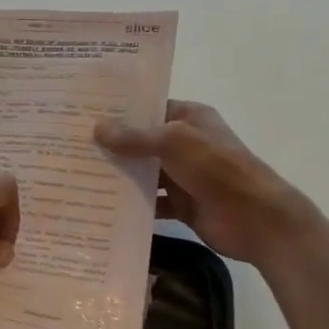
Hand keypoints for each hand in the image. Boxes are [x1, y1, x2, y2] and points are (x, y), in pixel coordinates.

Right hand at [95, 100, 310, 264]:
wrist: (257, 219)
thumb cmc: (218, 169)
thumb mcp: (174, 142)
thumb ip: (135, 137)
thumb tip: (97, 128)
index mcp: (190, 119)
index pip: (150, 109)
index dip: (120, 112)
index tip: (84, 115)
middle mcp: (186, 144)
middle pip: (143, 142)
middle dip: (112, 146)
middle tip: (71, 147)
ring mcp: (185, 176)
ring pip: (144, 173)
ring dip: (119, 176)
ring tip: (78, 176)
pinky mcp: (183, 205)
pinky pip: (151, 203)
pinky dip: (132, 205)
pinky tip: (103, 207)